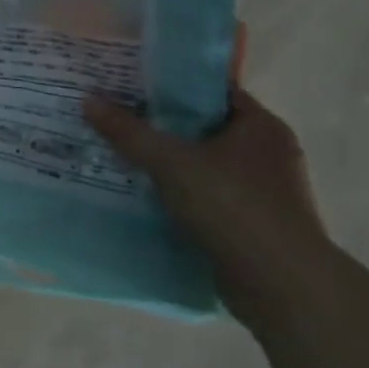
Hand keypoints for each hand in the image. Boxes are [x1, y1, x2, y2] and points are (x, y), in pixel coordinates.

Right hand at [84, 87, 338, 322]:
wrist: (279, 284)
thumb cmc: (233, 206)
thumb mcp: (171, 162)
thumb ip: (129, 132)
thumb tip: (88, 100)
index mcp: (261, 127)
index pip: (213, 91)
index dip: (172, 85)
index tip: (132, 83)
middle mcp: (267, 153)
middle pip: (205, 127)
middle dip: (162, 124)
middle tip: (118, 116)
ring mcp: (263, 191)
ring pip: (203, 164)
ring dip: (168, 161)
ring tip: (121, 153)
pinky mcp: (251, 223)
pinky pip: (206, 195)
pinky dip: (178, 192)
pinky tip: (143, 192)